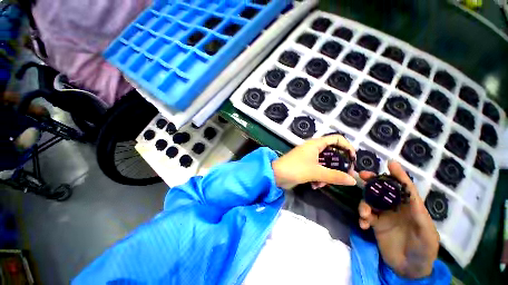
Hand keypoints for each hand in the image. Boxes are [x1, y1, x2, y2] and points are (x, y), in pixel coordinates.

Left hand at [272, 135, 356, 189]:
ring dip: (327, 175)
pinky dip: (319, 178)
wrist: (276, 175)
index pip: (336, 139)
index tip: (353, 160)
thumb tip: (353, 180)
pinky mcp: (306, 165)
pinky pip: (318, 170)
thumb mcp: (316, 172)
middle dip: (338, 166)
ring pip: (326, 164)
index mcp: (316, 144)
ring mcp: (309, 157)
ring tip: (322, 184)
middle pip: (333, 153)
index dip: (347, 147)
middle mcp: (313, 148)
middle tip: (344, 176)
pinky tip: (315, 185)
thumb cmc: (295, 169)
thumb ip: (335, 176)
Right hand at [358, 161, 438, 278]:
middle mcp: (396, 208)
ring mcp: (385, 215)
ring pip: (370, 201)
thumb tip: (410, 193)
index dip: (398, 175)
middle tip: (362, 176)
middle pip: (383, 190)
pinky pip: (365, 215)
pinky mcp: (376, 224)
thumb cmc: (424, 251)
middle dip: (372, 181)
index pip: (405, 188)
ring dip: (364, 204)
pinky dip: (362, 217)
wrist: (410, 270)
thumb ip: (419, 215)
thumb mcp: (427, 234)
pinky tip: (364, 225)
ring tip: (365, 215)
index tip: (390, 163)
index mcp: (411, 208)